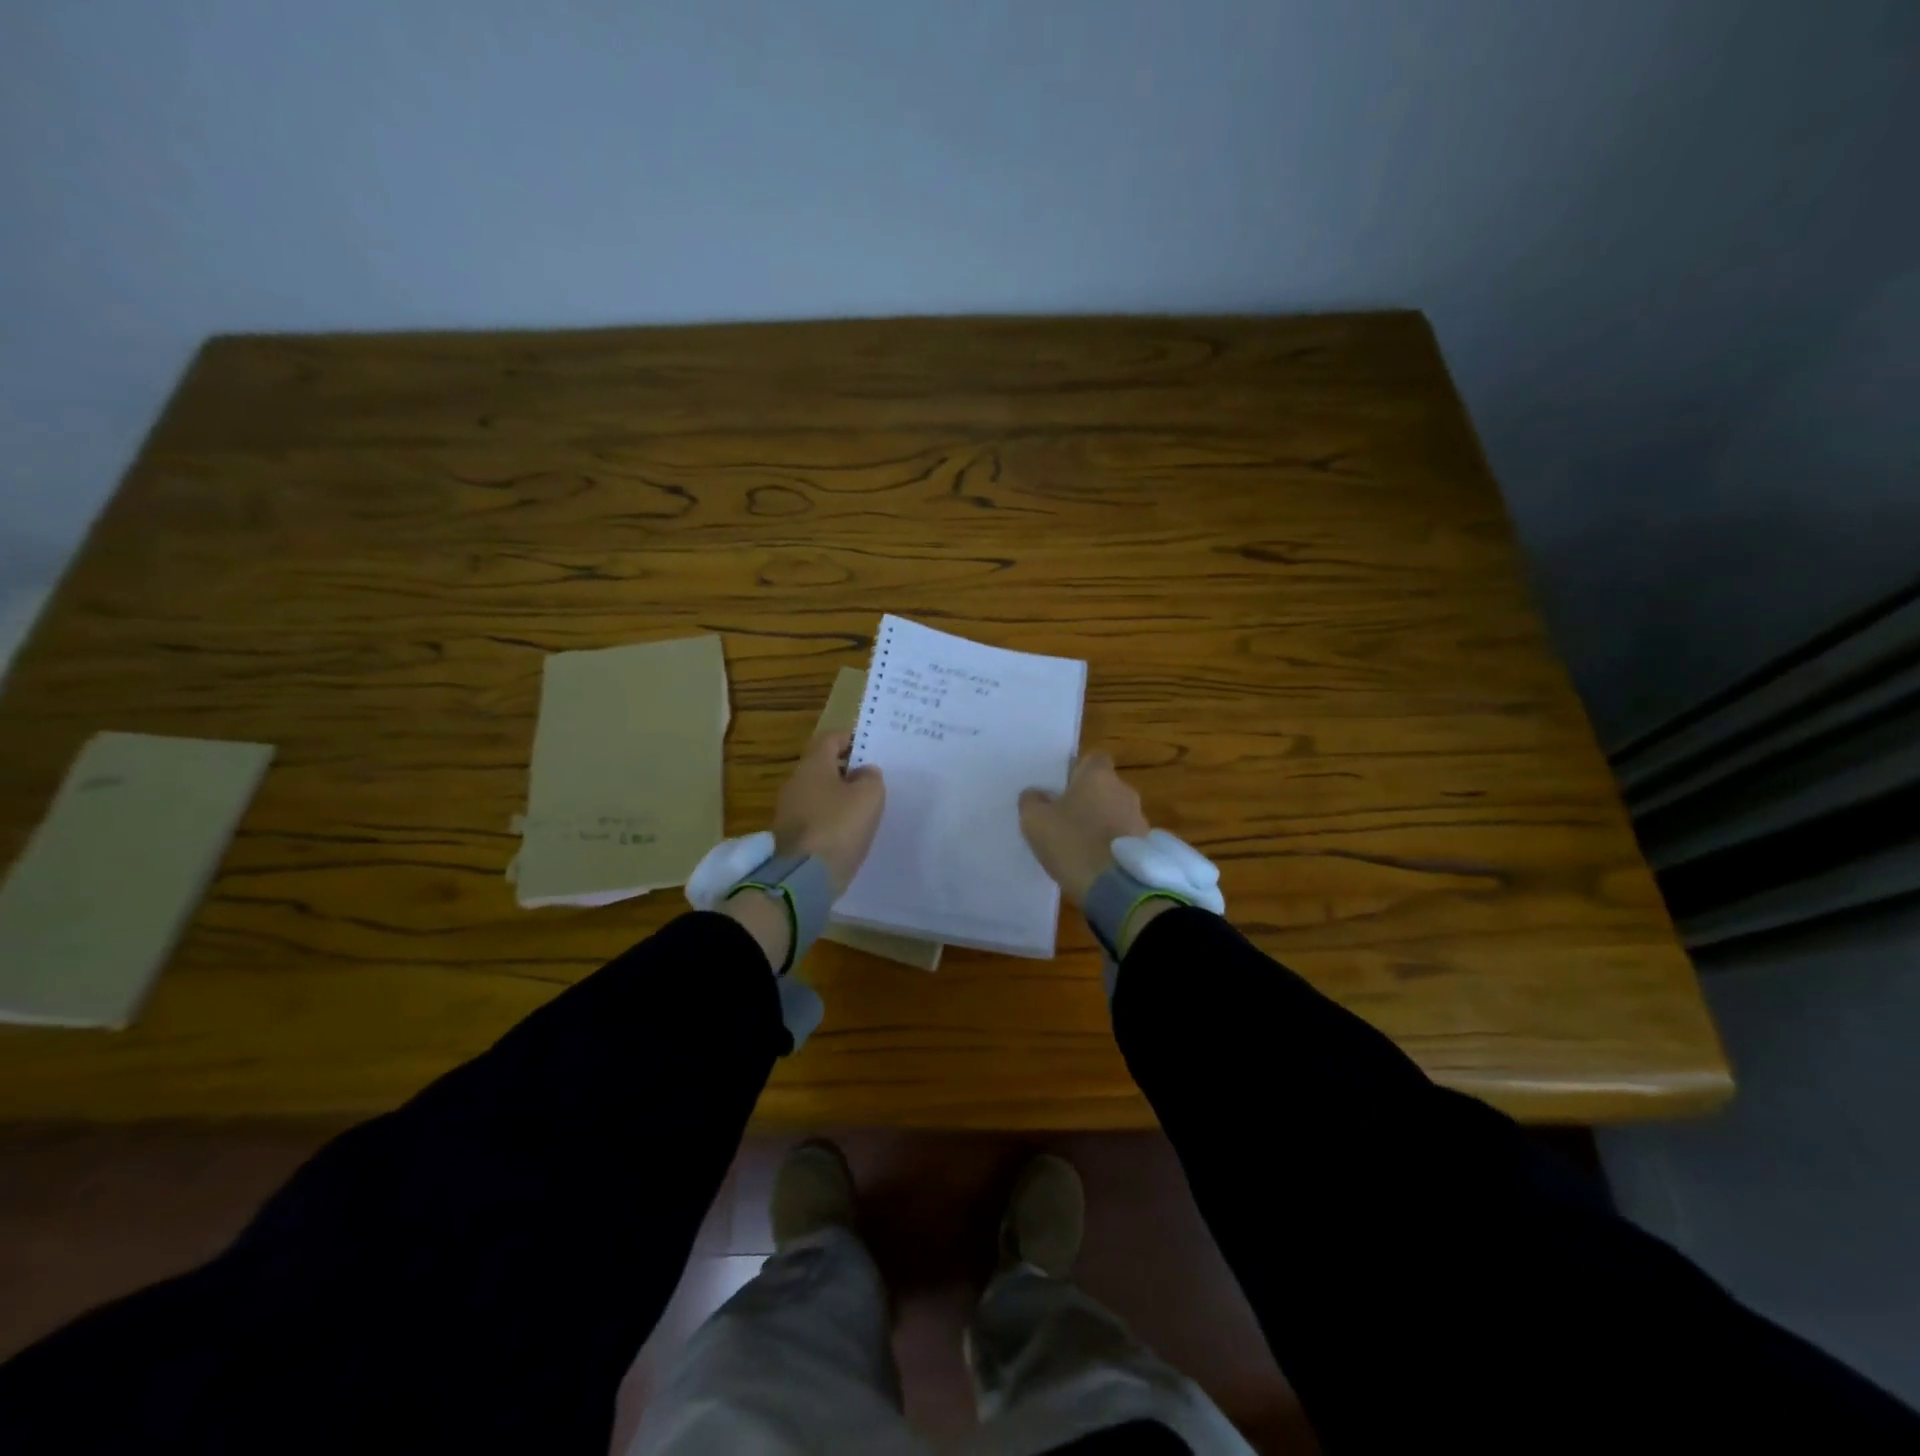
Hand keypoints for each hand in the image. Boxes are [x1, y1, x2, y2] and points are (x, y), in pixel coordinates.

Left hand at [774, 730, 885, 897]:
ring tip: (865, 807)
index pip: (831, 739)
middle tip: (872, 780)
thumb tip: (864, 772)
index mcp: (813, 765)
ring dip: (840, 796)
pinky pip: (815, 817)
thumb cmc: (839, 826)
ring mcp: (789, 810)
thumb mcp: (869, 796)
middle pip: (823, 766)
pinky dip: (832, 818)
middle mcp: (796, 782)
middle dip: (847, 770)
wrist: (804, 877)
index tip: (871, 748)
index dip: (852, 739)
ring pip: (819, 793)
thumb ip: (871, 778)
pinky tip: (849, 830)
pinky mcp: (790, 835)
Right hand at [1018, 750, 1149, 907]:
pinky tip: (1093, 862)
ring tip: (1079, 845)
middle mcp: (1124, 790)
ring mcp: (1139, 818)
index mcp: (1098, 776)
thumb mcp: (1035, 821)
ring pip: (1114, 812)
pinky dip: (1110, 844)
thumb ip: (1032, 801)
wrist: (1115, 887)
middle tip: (1064, 818)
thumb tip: (1036, 794)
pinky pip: (1122, 837)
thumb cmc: (1072, 842)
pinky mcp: (1145, 846)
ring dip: (1100, 823)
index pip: (1093, 758)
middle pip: (1104, 787)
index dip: (1077, 770)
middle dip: (1088, 799)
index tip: (1061, 787)